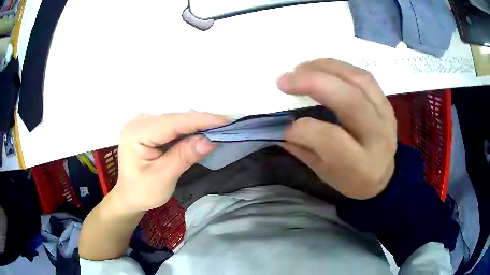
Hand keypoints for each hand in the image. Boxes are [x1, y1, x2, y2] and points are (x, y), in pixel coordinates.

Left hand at [112, 112, 227, 211]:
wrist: (129, 196)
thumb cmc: (143, 192)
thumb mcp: (163, 178)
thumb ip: (184, 157)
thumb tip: (210, 140)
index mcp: (137, 132)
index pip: (173, 122)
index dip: (201, 120)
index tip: (227, 121)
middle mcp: (140, 121)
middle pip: (176, 119)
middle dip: (203, 122)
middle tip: (229, 126)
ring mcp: (145, 123)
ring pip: (177, 121)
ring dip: (198, 126)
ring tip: (221, 128)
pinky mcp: (151, 128)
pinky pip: (174, 126)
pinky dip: (190, 131)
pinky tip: (203, 133)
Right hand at [277, 59, 396, 199]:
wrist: (384, 176)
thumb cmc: (352, 180)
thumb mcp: (324, 173)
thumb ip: (303, 149)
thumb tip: (279, 125)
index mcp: (360, 164)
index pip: (330, 138)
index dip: (302, 128)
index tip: (284, 125)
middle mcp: (377, 136)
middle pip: (349, 100)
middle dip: (313, 82)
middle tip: (284, 80)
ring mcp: (385, 115)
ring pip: (359, 80)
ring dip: (326, 68)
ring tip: (301, 68)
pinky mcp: (386, 103)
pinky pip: (364, 76)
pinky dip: (340, 67)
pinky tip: (322, 68)